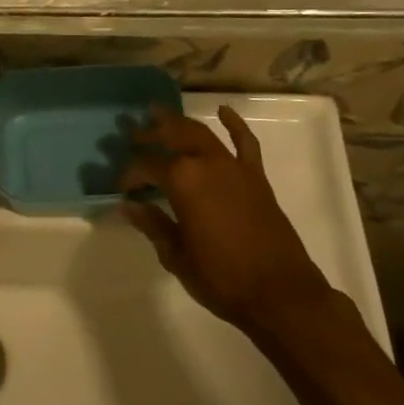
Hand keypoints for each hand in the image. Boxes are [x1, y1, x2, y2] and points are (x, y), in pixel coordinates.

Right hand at [119, 106, 332, 336]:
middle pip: (172, 136)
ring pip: (201, 133)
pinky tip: (224, 111)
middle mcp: (206, 163)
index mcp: (182, 181)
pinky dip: (234, 124)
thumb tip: (130, 205)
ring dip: (179, 122)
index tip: (123, 188)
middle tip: (133, 135)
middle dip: (150, 134)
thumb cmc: (222, 279)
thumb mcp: (176, 256)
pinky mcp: (256, 176)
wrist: (280, 294)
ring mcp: (234, 167)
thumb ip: (153, 225)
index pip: (146, 166)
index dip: (130, 174)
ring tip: (160, 114)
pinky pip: (245, 142)